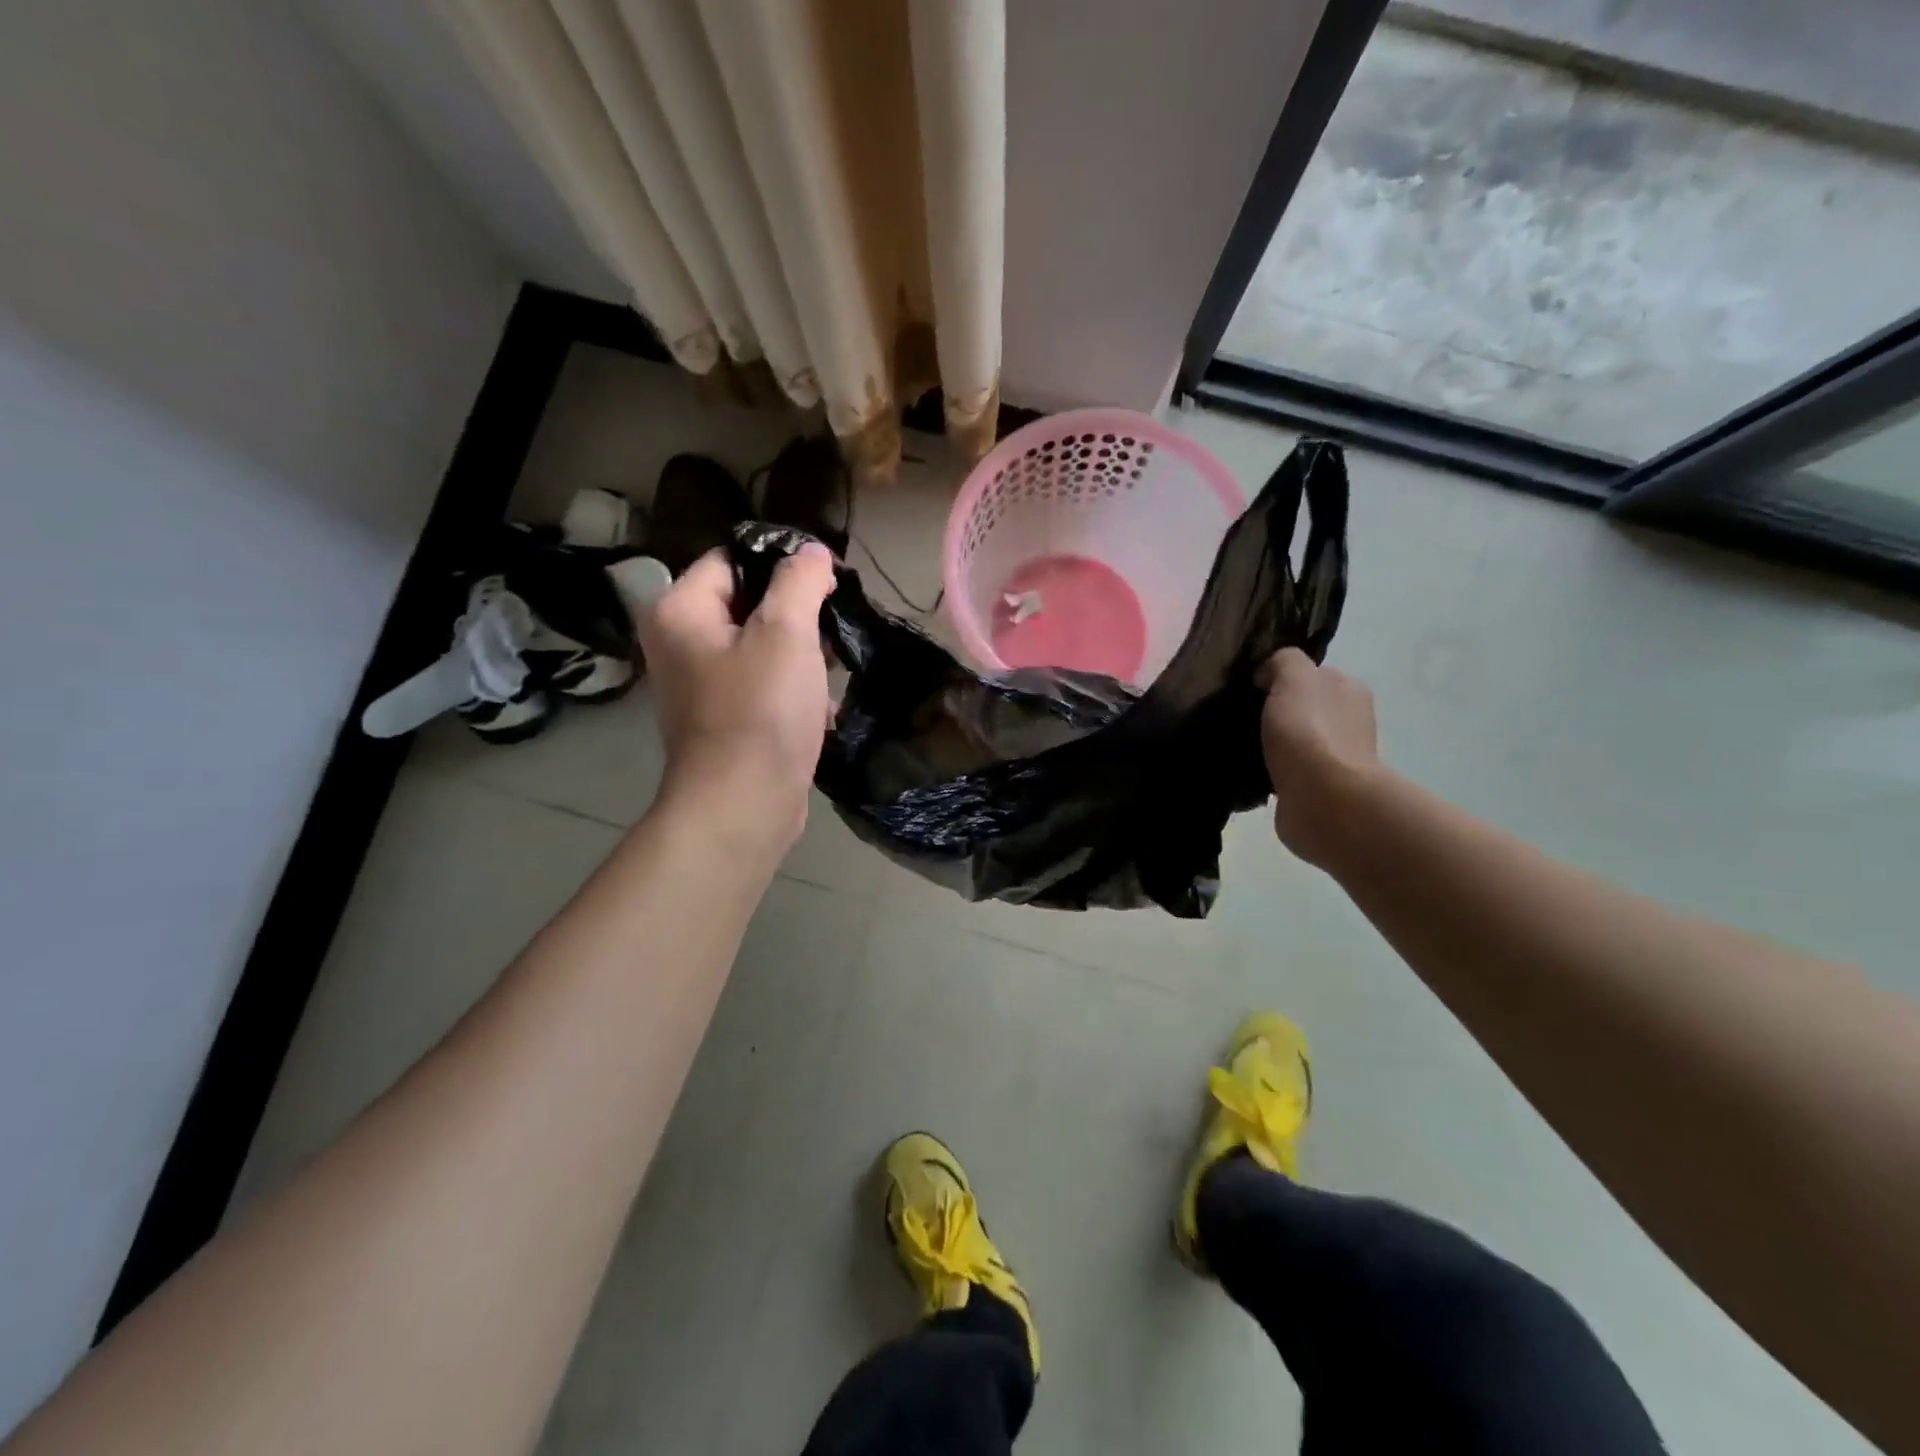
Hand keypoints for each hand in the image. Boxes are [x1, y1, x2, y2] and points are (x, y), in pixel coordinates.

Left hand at [631, 544, 834, 848]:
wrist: (743, 807)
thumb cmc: (761, 714)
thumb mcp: (786, 634)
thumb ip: (800, 581)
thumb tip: (812, 553)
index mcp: (680, 612)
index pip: (732, 559)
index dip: (782, 563)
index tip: (827, 582)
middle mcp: (679, 643)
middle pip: (747, 602)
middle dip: (795, 613)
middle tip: (834, 626)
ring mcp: (700, 684)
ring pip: (760, 646)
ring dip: (800, 653)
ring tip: (832, 667)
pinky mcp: (723, 717)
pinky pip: (761, 683)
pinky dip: (792, 687)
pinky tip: (822, 704)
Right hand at [1255, 648, 1381, 866]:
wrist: (1324, 799)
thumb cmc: (1310, 731)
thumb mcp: (1293, 676)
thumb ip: (1283, 662)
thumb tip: (1268, 675)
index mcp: (1348, 689)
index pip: (1313, 674)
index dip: (1281, 677)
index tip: (1251, 688)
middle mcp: (1349, 720)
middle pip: (1304, 707)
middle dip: (1277, 712)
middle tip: (1242, 717)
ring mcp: (1335, 757)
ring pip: (1295, 741)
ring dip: (1273, 745)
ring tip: (1240, 746)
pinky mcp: (1318, 789)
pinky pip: (1288, 772)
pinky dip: (1271, 772)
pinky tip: (1251, 773)